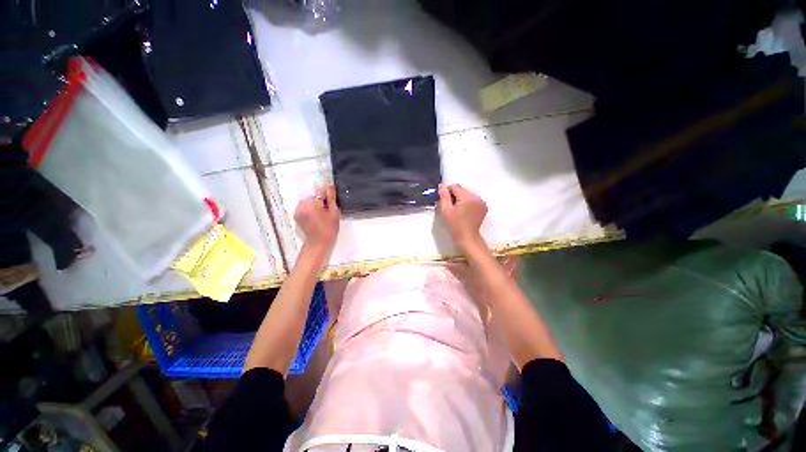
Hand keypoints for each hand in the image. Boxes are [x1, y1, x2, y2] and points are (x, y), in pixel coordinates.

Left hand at [294, 185, 339, 254]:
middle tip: (329, 212)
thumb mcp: (334, 212)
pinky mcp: (296, 215)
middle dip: (321, 201)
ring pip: (310, 201)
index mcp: (311, 203)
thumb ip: (331, 198)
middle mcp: (301, 204)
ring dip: (316, 205)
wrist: (318, 244)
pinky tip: (317, 218)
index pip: (320, 191)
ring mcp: (297, 210)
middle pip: (314, 196)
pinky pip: (305, 207)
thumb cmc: (329, 229)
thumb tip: (330, 185)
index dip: (328, 196)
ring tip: (323, 216)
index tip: (332, 204)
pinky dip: (311, 210)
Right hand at [438, 183, 486, 251]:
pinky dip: (467, 203)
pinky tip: (463, 212)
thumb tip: (441, 186)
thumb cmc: (455, 225)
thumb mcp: (446, 210)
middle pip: (462, 190)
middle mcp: (476, 197)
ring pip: (467, 194)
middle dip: (454, 195)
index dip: (447, 192)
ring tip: (456, 210)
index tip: (443, 201)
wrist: (467, 238)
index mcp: (467, 197)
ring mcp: (481, 202)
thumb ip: (443, 196)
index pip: (455, 186)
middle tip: (449, 207)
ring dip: (460, 199)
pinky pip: (472, 200)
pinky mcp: (483, 207)